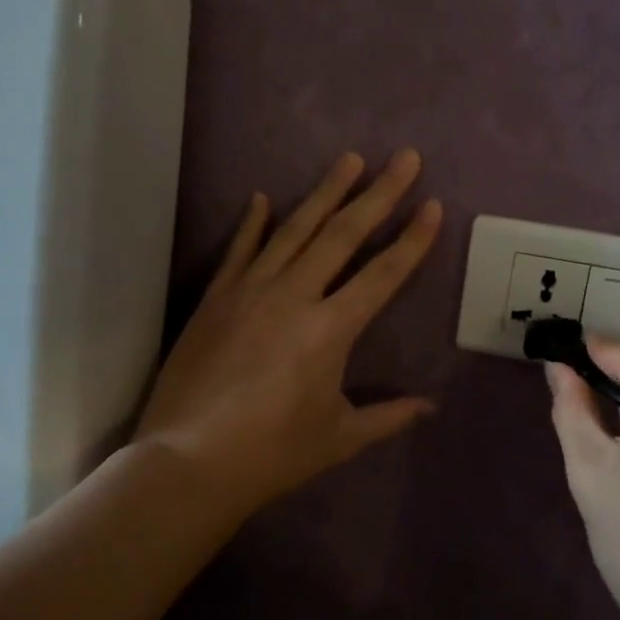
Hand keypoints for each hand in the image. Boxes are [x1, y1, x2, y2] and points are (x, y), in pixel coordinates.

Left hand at [135, 150, 441, 513]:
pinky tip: (262, 197)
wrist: (187, 463)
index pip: (383, 273)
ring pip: (295, 229)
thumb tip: (430, 407)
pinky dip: (253, 223)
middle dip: (379, 193)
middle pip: (344, 234)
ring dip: (325, 192)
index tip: (432, 204)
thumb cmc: (272, 454)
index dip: (412, 239)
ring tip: (349, 159)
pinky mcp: (216, 298)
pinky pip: (239, 250)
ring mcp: (250, 290)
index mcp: (331, 329)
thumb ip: (388, 417)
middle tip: (404, 157)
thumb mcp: (339, 438)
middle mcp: (294, 296)